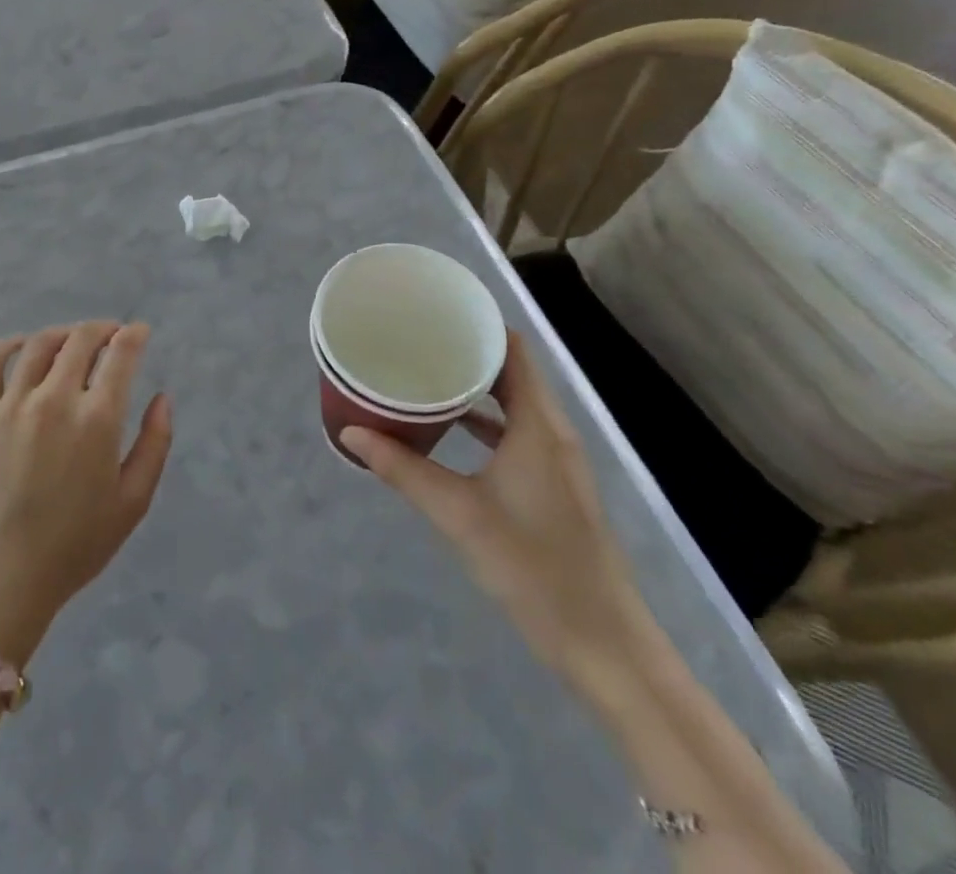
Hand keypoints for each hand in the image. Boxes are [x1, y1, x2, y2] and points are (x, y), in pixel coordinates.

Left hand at [0, 323, 173, 665]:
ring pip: (40, 344)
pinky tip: (26, 346)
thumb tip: (162, 398)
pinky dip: (14, 344)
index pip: (120, 355)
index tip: (140, 331)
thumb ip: (155, 444)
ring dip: (64, 334)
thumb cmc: (74, 547)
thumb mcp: (133, 503)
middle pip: (81, 339)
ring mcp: (11, 404)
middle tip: (112, 334)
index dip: (134, 335)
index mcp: (97, 420)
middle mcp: (55, 399)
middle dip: (103, 329)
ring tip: (74, 340)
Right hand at [341, 332, 652, 690]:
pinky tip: (449, 429)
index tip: (433, 312)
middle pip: (510, 370)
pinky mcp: (553, 484)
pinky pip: (516, 431)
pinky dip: (484, 420)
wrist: (604, 643)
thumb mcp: (458, 514)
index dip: (477, 323)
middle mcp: (551, 431)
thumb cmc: (533, 566)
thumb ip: (402, 470)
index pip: (511, 349)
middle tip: (415, 340)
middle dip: (465, 351)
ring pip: (513, 402)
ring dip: (475, 386)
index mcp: (537, 424)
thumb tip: (350, 432)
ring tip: (424, 374)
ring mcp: (556, 459)